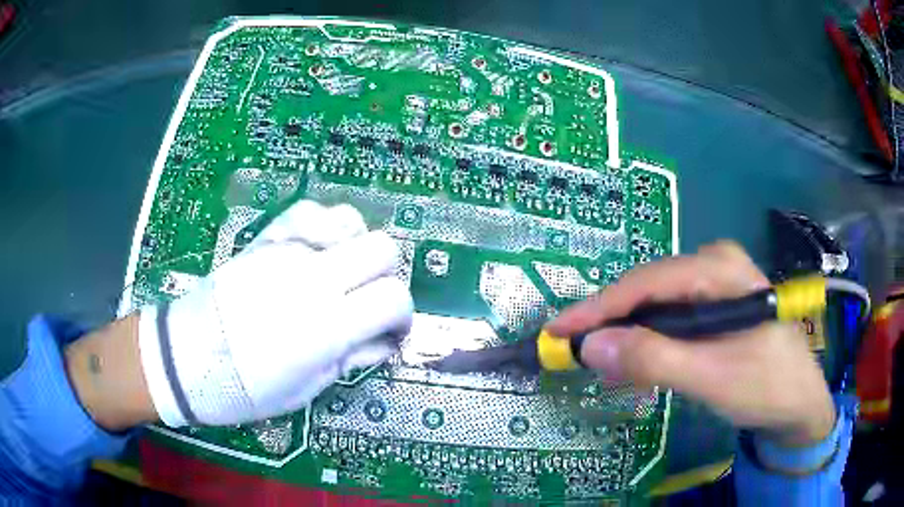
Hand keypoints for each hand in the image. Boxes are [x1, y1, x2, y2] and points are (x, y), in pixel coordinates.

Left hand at [137, 200, 412, 426]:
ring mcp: (287, 252)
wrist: (188, 358)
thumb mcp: (308, 387)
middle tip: (368, 301)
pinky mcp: (266, 240)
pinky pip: (308, 211)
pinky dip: (323, 225)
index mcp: (327, 326)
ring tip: (342, 272)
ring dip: (357, 246)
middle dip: (386, 275)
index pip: (393, 298)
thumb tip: (382, 340)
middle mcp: (313, 280)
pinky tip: (318, 246)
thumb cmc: (247, 388)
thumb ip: (350, 356)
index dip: (402, 315)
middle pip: (382, 248)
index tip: (391, 330)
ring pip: (350, 220)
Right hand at [548, 241, 835, 446]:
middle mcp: (715, 264)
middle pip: (648, 289)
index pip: (646, 282)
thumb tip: (590, 346)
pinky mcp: (715, 303)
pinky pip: (671, 316)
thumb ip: (653, 360)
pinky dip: (649, 339)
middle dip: (611, 322)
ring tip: (599, 359)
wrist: (799, 401)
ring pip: (657, 304)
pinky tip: (637, 358)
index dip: (597, 308)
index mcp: (720, 268)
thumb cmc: (765, 387)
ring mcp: (716, 282)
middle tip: (573, 352)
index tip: (556, 331)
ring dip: (628, 333)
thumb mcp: (711, 378)